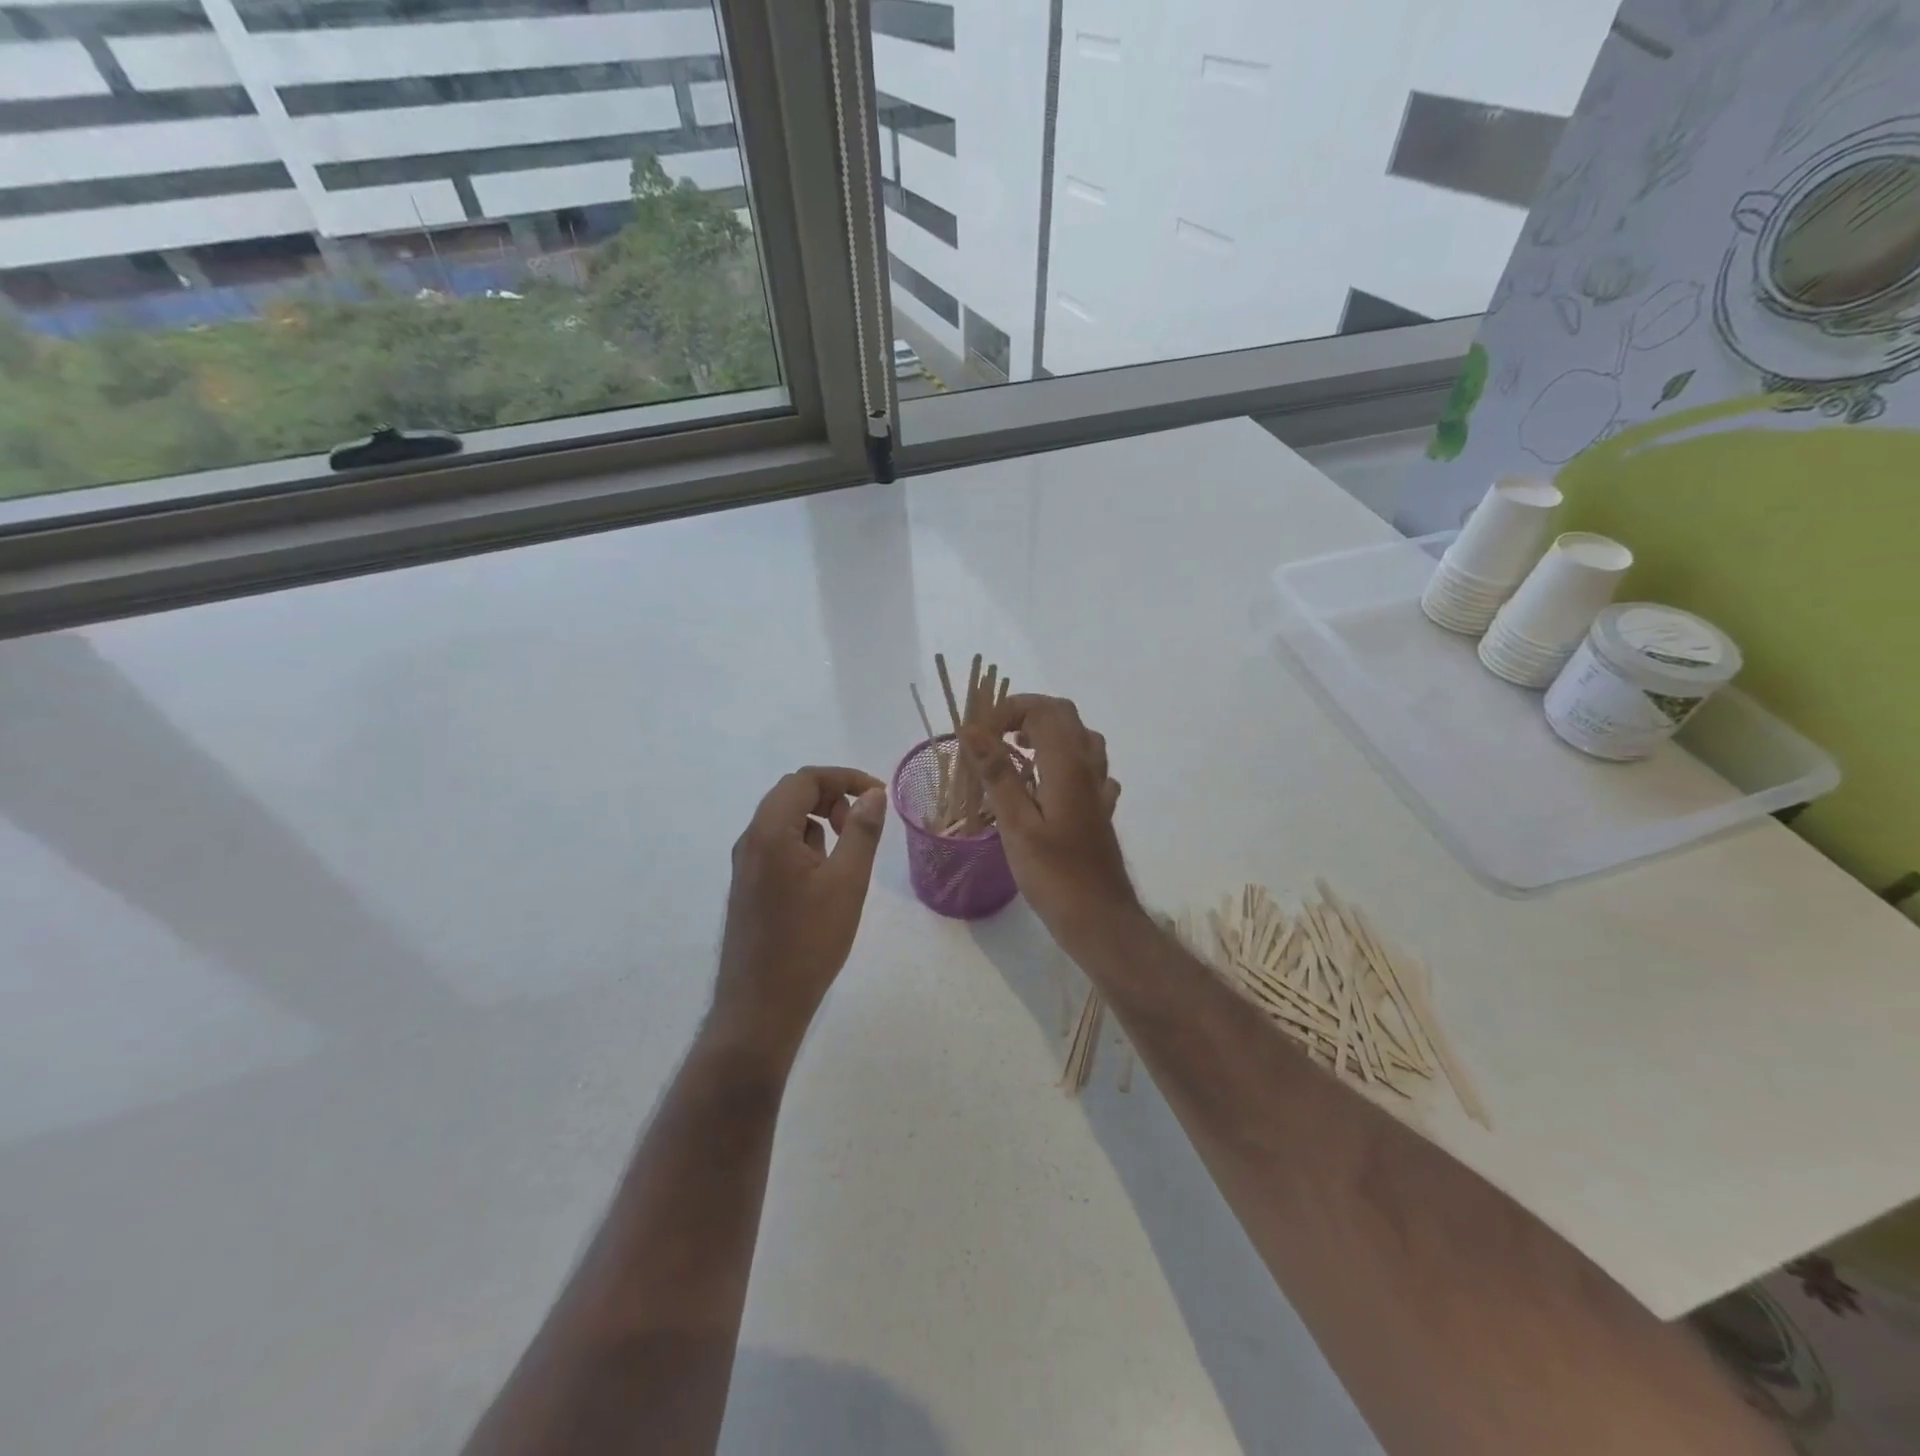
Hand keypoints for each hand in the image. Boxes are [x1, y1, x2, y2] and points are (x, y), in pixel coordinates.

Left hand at [713, 766, 887, 1056]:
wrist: (760, 1007)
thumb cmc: (808, 942)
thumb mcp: (847, 882)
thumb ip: (861, 831)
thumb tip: (873, 794)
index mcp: (769, 832)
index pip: (805, 779)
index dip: (844, 778)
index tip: (878, 796)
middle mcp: (750, 841)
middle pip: (791, 795)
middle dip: (832, 798)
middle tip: (861, 826)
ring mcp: (745, 866)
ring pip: (784, 822)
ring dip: (819, 822)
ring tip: (845, 858)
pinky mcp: (748, 887)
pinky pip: (777, 847)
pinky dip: (805, 846)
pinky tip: (823, 881)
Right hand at [959, 696, 1139, 954]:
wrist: (1100, 918)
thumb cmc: (1054, 875)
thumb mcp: (1016, 824)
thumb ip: (997, 773)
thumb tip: (971, 730)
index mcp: (1067, 765)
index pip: (1042, 709)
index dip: (1007, 710)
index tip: (978, 736)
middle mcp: (1089, 767)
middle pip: (1063, 716)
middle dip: (1026, 715)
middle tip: (993, 739)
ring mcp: (1099, 788)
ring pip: (1079, 739)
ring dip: (1046, 735)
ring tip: (1016, 755)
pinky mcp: (1100, 809)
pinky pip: (1087, 769)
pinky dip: (1063, 762)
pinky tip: (1047, 786)